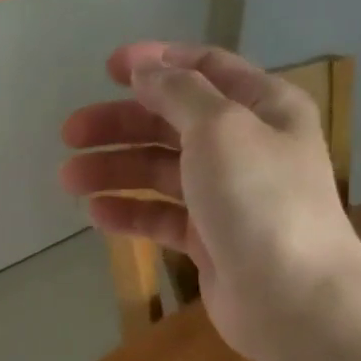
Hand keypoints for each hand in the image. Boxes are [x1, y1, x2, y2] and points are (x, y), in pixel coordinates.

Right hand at [60, 43, 360, 357]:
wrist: (292, 298)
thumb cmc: (259, 199)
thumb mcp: (220, 127)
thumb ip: (178, 92)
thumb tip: (145, 68)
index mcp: (263, 106)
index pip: (206, 68)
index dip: (157, 63)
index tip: (108, 68)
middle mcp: (247, 145)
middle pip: (172, 122)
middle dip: (120, 124)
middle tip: (70, 132)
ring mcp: (228, 196)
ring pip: (161, 171)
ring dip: (115, 169)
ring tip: (69, 178)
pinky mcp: (210, 239)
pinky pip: (162, 216)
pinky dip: (130, 212)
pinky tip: (96, 213)